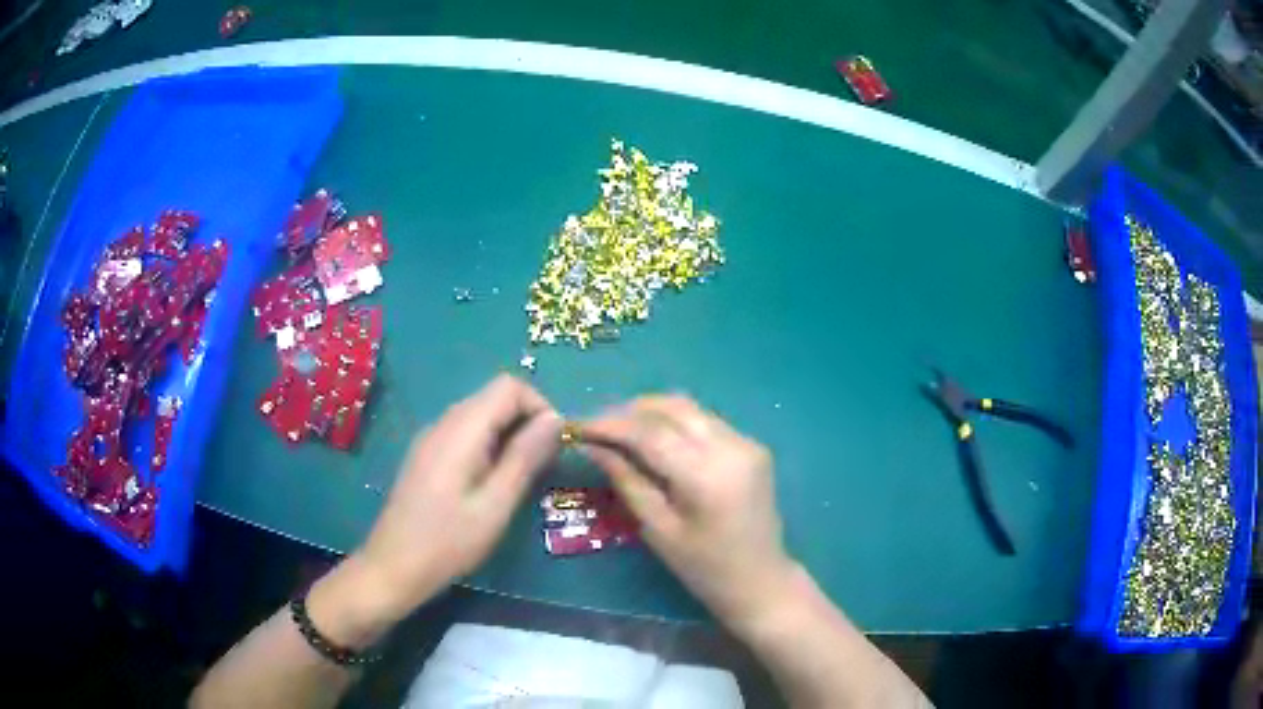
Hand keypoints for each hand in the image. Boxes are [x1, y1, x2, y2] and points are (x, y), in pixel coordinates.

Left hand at [311, 375, 561, 644]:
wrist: (393, 567)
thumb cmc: (448, 542)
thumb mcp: (496, 504)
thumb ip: (525, 457)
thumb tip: (555, 419)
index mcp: (461, 429)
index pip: (509, 386)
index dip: (540, 407)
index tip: (555, 445)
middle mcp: (443, 422)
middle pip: (494, 397)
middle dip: (526, 421)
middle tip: (543, 465)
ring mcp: (431, 438)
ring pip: (480, 415)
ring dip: (509, 435)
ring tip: (521, 478)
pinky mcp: (426, 455)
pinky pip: (465, 434)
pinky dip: (489, 446)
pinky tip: (491, 484)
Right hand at [581, 396, 797, 627]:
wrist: (761, 581)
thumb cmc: (704, 569)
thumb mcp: (658, 529)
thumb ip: (626, 481)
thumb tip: (592, 446)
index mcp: (707, 475)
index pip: (650, 432)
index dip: (610, 424)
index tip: (577, 427)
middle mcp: (731, 447)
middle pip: (672, 407)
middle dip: (629, 411)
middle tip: (596, 428)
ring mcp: (747, 443)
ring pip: (690, 408)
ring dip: (651, 413)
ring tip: (619, 431)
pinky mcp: (752, 446)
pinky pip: (705, 421)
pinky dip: (675, 423)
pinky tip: (655, 441)